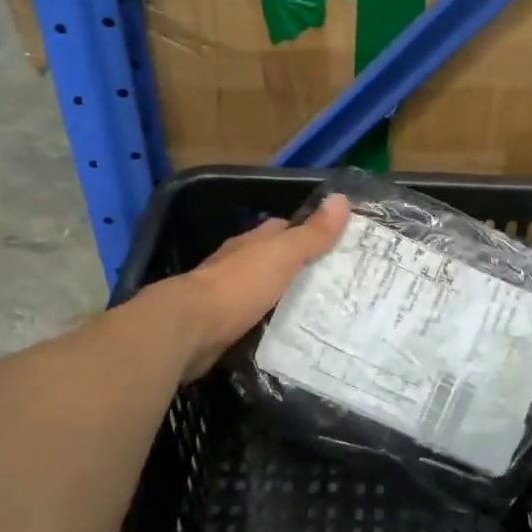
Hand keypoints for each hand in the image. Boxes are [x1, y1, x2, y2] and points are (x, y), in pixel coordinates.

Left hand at [167, 193, 350, 380]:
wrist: (190, 329)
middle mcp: (237, 264)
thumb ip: (311, 233)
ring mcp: (227, 296)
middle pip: (272, 260)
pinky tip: (289, 333)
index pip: (282, 229)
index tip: (336, 244)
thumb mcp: (282, 255)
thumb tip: (342, 199)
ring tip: (320, 311)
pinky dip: (270, 322)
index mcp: (251, 243)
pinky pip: (254, 320)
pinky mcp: (222, 326)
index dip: (307, 232)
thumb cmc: (238, 285)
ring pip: (264, 291)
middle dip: (298, 268)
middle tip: (335, 283)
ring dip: (284, 298)